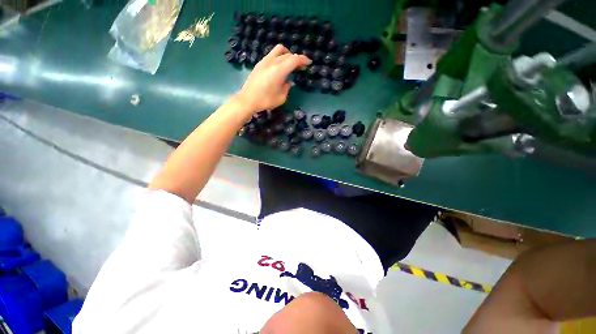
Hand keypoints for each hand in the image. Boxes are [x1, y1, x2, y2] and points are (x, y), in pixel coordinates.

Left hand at [235, 44, 311, 112]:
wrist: (247, 100)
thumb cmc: (265, 101)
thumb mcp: (281, 98)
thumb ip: (287, 88)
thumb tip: (288, 82)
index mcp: (279, 71)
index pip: (294, 59)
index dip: (303, 59)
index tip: (309, 63)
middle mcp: (272, 62)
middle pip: (288, 54)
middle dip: (296, 59)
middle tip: (300, 67)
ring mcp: (264, 61)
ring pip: (278, 50)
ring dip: (287, 54)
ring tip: (290, 64)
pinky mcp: (259, 64)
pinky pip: (271, 54)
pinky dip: (279, 57)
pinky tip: (279, 67)